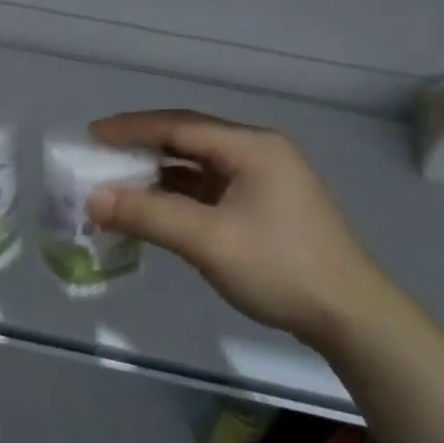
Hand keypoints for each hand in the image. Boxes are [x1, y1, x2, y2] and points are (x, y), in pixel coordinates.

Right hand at [87, 109, 392, 346]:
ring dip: (159, 174)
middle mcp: (258, 152)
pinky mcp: (265, 206)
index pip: (179, 125)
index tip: (92, 134)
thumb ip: (149, 215)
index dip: (132, 128)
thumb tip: (93, 199)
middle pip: (189, 140)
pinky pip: (211, 189)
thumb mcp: (208, 241)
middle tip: (100, 155)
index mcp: (251, 147)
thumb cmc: (280, 268)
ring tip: (118, 182)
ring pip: (199, 166)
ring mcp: (265, 179)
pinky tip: (155, 208)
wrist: (351, 317)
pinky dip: (179, 195)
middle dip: (142, 147)